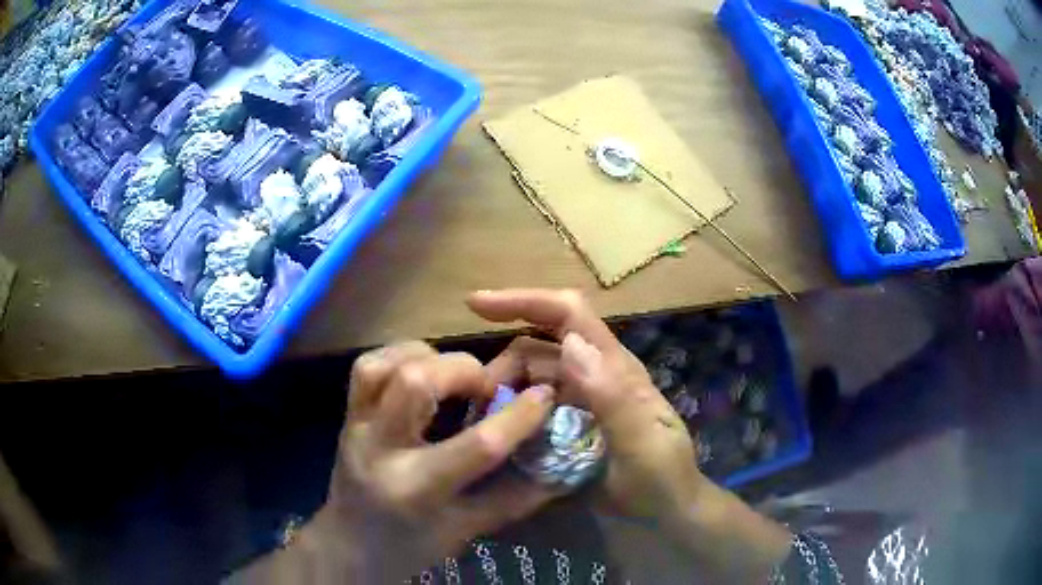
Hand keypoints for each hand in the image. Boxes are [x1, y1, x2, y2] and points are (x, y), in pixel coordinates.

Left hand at [320, 342, 558, 581]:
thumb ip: (514, 498)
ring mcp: (356, 427)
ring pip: (382, 366)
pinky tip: (422, 370)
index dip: (518, 417)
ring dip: (426, 357)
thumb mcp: (467, 530)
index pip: (477, 446)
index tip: (545, 396)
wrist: (349, 545)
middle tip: (487, 386)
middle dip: (463, 371)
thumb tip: (561, 466)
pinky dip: (399, 356)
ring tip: (451, 375)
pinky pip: (366, 367)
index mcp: (417, 490)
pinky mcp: (347, 415)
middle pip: (415, 384)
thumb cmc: (411, 545)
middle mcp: (380, 450)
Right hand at [467, 289, 703, 523]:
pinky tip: (495, 439)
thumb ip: (612, 397)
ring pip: (526, 381)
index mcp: (614, 368)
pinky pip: (527, 412)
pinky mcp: (565, 427)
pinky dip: (509, 417)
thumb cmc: (662, 478)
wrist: (666, 513)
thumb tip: (569, 342)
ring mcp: (576, 402)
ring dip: (501, 395)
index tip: (474, 304)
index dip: (524, 301)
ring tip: (483, 428)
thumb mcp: (643, 444)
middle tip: (479, 408)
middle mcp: (592, 376)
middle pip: (534, 350)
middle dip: (502, 368)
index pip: (569, 315)